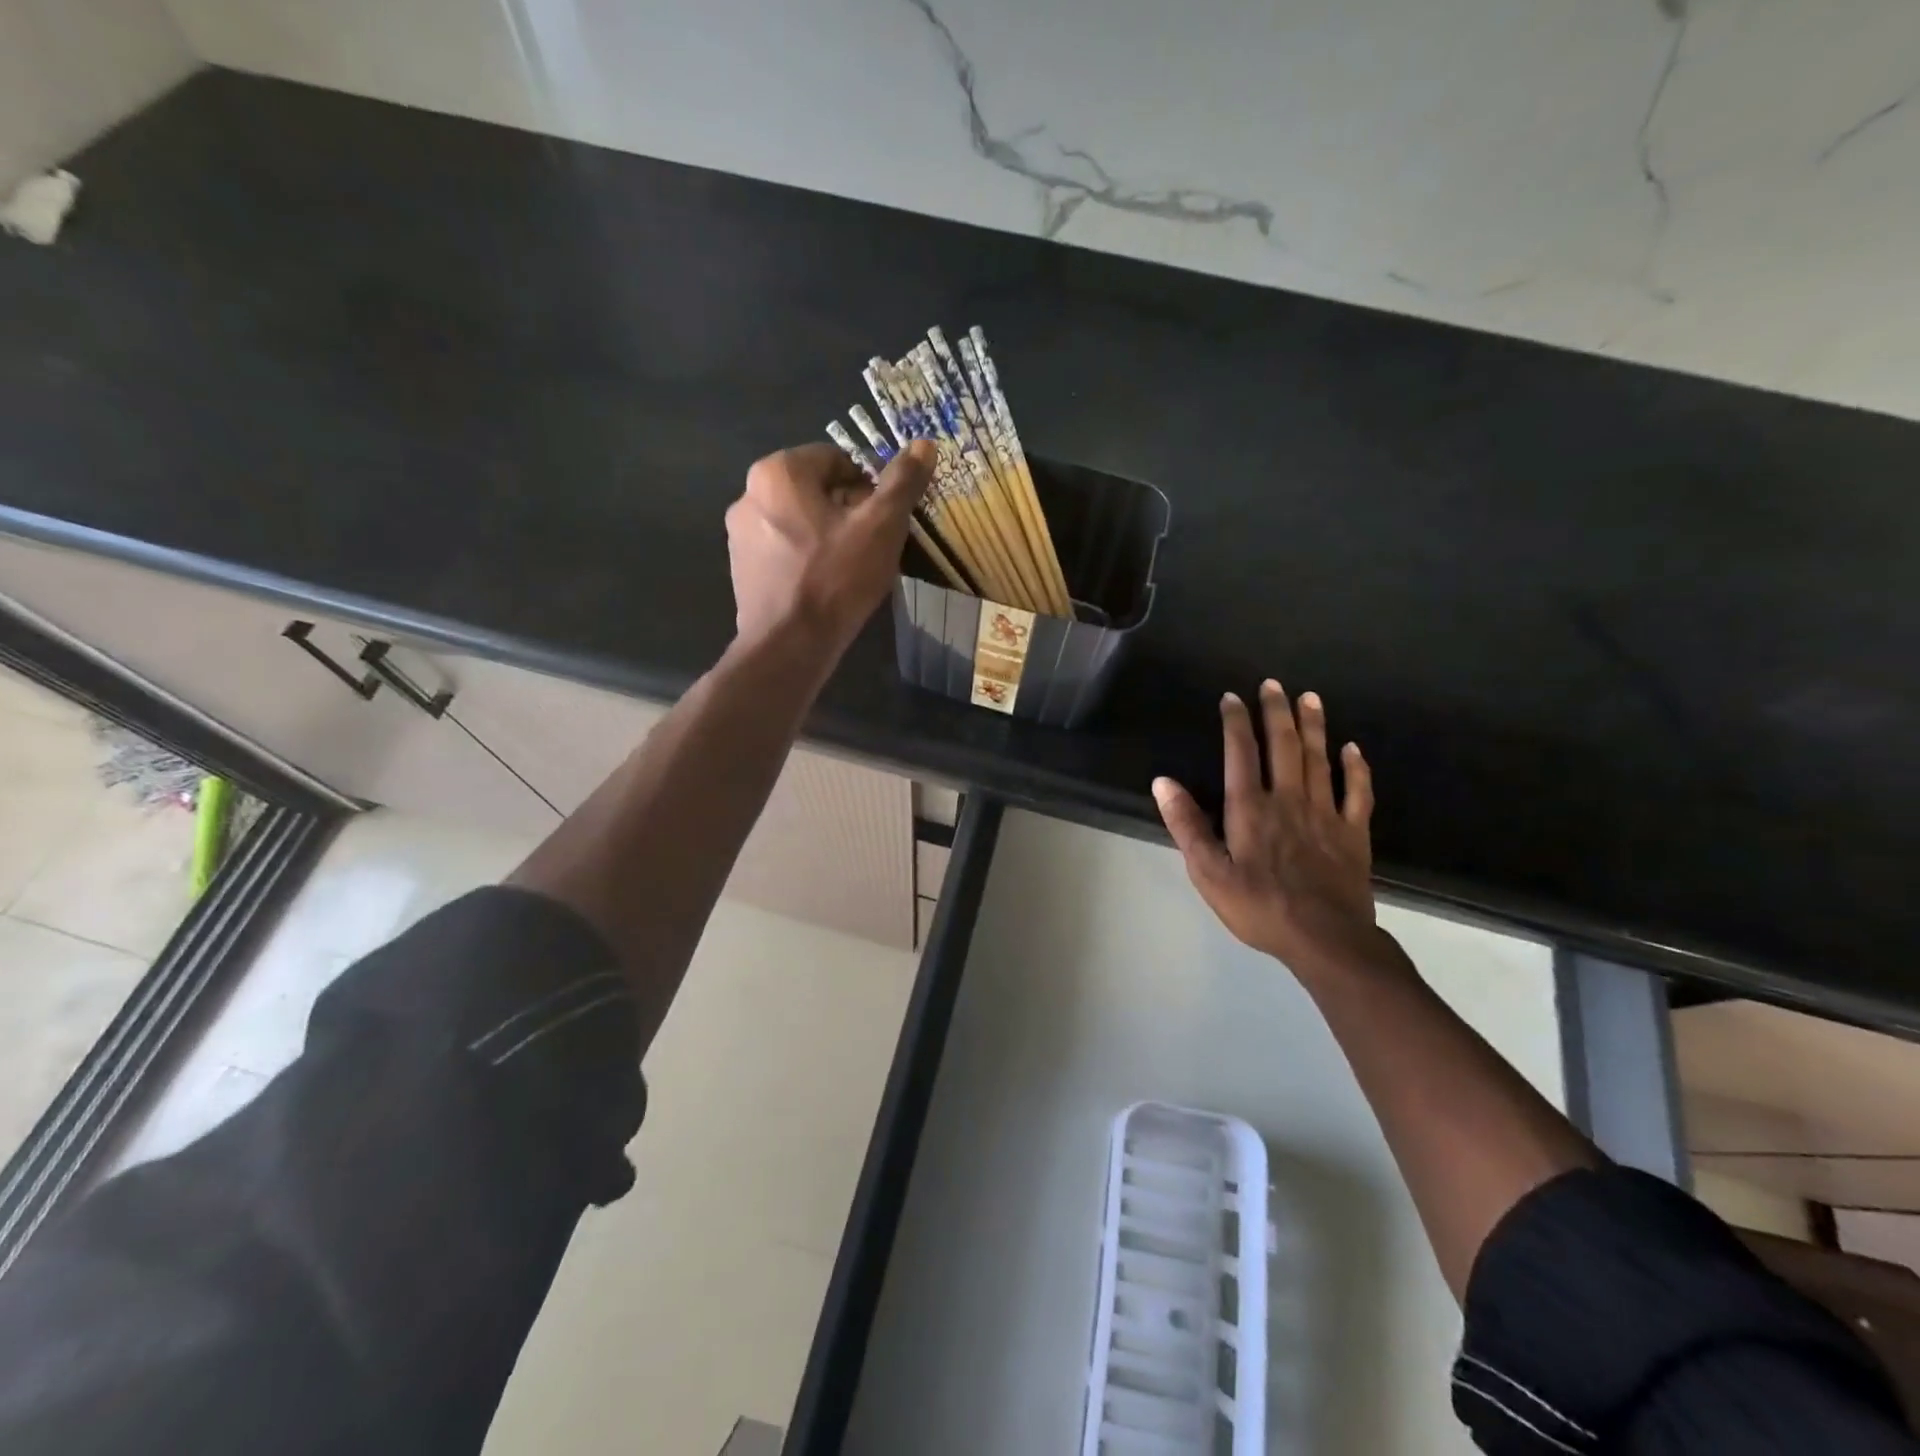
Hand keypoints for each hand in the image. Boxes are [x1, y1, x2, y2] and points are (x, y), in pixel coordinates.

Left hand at [725, 440, 935, 651]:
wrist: (788, 645)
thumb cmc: (836, 579)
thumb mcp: (881, 527)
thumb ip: (902, 482)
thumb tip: (925, 444)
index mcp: (778, 472)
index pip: (835, 458)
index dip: (868, 486)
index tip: (883, 519)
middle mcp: (748, 494)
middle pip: (814, 490)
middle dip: (847, 511)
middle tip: (872, 545)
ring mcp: (739, 535)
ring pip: (798, 521)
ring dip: (827, 535)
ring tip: (851, 569)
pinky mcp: (741, 569)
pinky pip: (782, 551)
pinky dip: (805, 559)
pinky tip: (824, 586)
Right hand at [1153, 682, 1379, 976]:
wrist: (1325, 939)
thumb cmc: (1259, 906)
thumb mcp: (1208, 872)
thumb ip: (1186, 825)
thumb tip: (1163, 782)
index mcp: (1250, 808)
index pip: (1240, 753)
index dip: (1236, 722)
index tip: (1232, 697)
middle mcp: (1289, 800)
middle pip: (1284, 746)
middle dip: (1276, 712)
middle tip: (1273, 684)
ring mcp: (1326, 814)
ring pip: (1320, 759)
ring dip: (1314, 726)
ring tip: (1310, 698)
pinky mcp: (1353, 833)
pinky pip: (1357, 792)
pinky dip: (1355, 768)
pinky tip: (1352, 749)